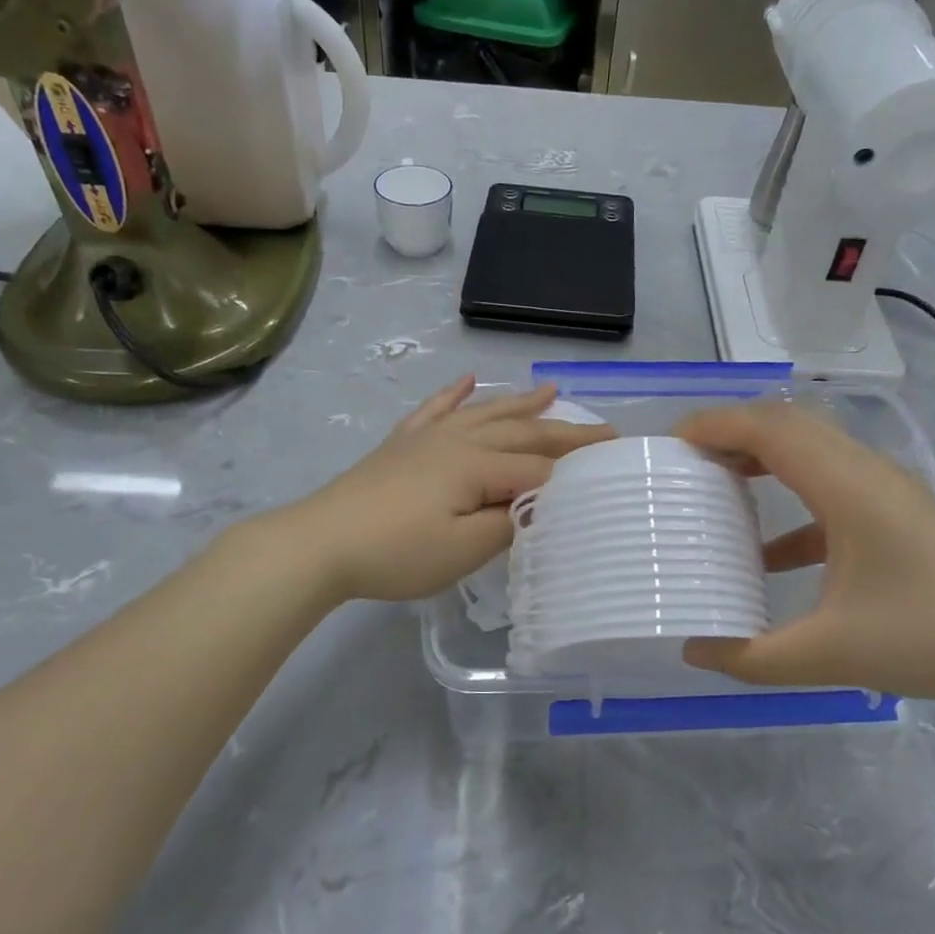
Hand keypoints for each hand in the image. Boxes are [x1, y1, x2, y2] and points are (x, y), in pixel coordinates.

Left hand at [287, 378, 614, 604]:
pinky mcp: (402, 443)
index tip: (614, 466)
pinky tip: (467, 380)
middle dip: (564, 431)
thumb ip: (509, 525)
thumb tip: (540, 506)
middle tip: (601, 428)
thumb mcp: (462, 550)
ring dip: (520, 402)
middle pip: (520, 432)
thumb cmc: (396, 552)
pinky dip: (455, 394)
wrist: (320, 542)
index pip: (538, 468)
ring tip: (550, 388)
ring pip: (485, 412)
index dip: (576, 470)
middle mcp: (459, 440)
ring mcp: (428, 437)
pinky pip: (436, 409)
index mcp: (477, 465)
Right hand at [676, 403, 934, 704]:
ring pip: (810, 450)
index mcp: (845, 487)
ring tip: (715, 484)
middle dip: (731, 432)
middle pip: (787, 425)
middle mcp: (863, 471)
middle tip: (685, 459)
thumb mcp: (829, 654)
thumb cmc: (927, 636)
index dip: (717, 425)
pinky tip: (767, 553)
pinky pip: (829, 486)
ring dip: (760, 457)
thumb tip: (693, 650)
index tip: (672, 442)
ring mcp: (883, 489)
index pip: (770, 429)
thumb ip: (752, 656)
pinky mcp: (894, 512)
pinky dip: (789, 499)